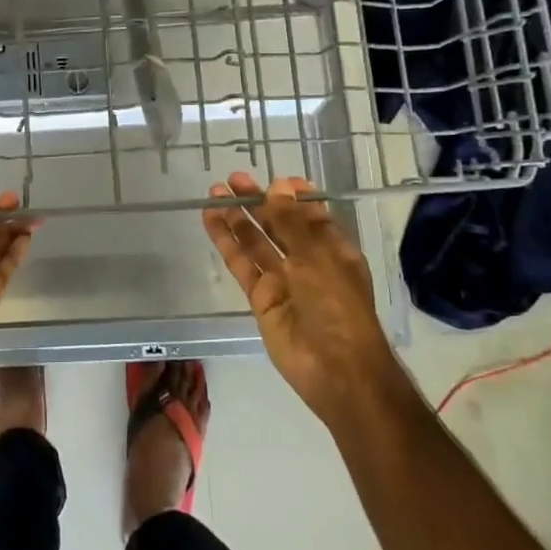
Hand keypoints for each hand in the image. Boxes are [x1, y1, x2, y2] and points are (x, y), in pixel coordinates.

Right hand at [202, 172, 387, 422]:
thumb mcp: (317, 259)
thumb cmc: (338, 308)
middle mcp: (308, 263)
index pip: (312, 216)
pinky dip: (227, 243)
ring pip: (256, 243)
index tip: (276, 178)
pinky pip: (242, 264)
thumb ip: (292, 223)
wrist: (336, 371)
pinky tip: (211, 221)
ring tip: (215, 193)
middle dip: (258, 202)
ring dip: (237, 218)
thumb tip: (278, 185)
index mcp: (333, 251)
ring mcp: (283, 281)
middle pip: (279, 226)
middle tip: (234, 179)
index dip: (294, 197)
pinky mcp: (261, 299)